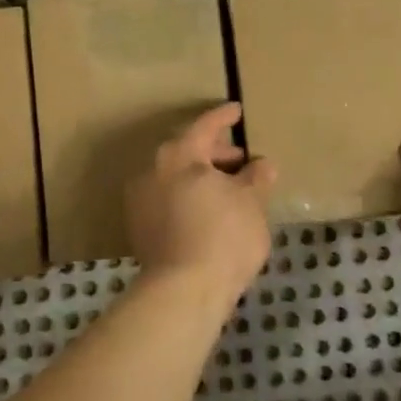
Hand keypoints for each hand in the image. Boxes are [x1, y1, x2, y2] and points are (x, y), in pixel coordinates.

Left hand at [126, 103, 275, 302]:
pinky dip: (188, 198)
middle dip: (214, 153)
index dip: (223, 117)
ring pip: (174, 178)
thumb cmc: (224, 235)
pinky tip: (208, 212)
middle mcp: (153, 171)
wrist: (183, 290)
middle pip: (186, 151)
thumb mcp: (252, 203)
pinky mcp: (139, 229)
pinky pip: (167, 200)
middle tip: (239, 159)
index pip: (205, 126)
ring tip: (228, 189)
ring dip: (200, 178)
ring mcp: (140, 201)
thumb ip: (256, 178)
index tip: (237, 111)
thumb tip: (262, 165)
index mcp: (180, 155)